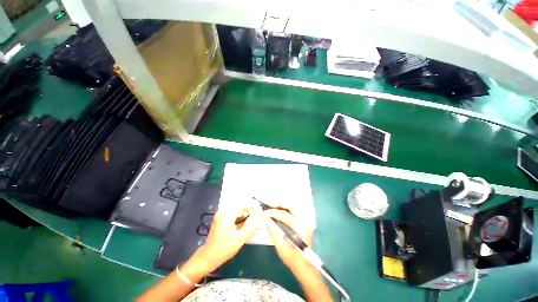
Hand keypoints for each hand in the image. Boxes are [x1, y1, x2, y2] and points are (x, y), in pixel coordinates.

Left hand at [196, 207, 264, 270]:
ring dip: (245, 213)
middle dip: (250, 210)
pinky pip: (232, 213)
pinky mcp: (220, 218)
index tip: (260, 212)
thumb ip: (251, 225)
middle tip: (258, 216)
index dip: (253, 207)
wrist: (208, 256)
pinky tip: (244, 222)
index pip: (243, 204)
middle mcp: (223, 211)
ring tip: (253, 219)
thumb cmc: (225, 248)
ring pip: (236, 209)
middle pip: (240, 206)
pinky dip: (239, 216)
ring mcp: (221, 214)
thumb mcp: (240, 238)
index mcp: (227, 214)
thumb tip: (259, 217)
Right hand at [264, 209, 312, 270]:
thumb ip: (274, 231)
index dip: (273, 212)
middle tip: (268, 208)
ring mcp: (305, 221)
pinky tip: (278, 213)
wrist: (304, 265)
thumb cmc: (292, 259)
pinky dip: (285, 210)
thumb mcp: (281, 247)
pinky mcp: (303, 222)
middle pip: (291, 207)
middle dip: (278, 205)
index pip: (285, 215)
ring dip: (281, 207)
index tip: (264, 212)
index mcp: (300, 228)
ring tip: (272, 209)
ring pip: (292, 208)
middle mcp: (304, 221)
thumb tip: (266, 220)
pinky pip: (293, 212)